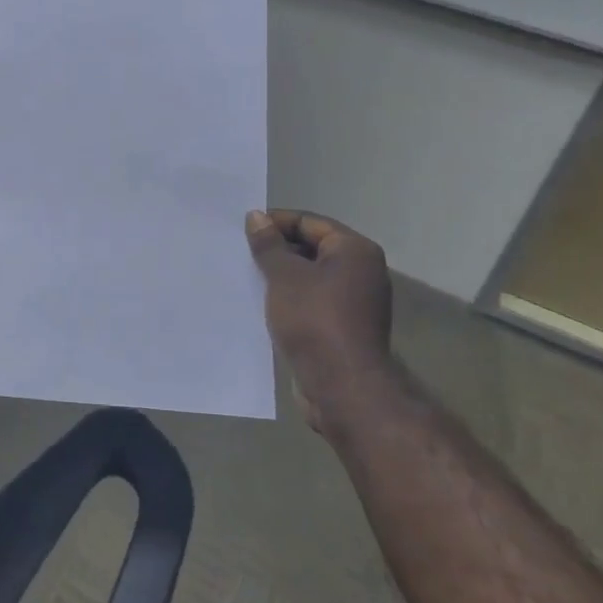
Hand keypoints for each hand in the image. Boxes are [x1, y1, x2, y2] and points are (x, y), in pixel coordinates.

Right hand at [245, 209, 392, 433]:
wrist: (342, 386)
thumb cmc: (314, 320)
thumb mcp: (284, 276)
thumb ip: (269, 245)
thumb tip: (256, 217)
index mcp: (355, 250)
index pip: (310, 222)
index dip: (275, 222)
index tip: (243, 229)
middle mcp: (361, 271)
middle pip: (312, 248)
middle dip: (277, 249)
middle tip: (241, 252)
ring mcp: (354, 301)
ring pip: (310, 277)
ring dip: (280, 276)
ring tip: (246, 276)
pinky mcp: (343, 326)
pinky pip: (311, 301)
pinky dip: (289, 298)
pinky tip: (262, 303)